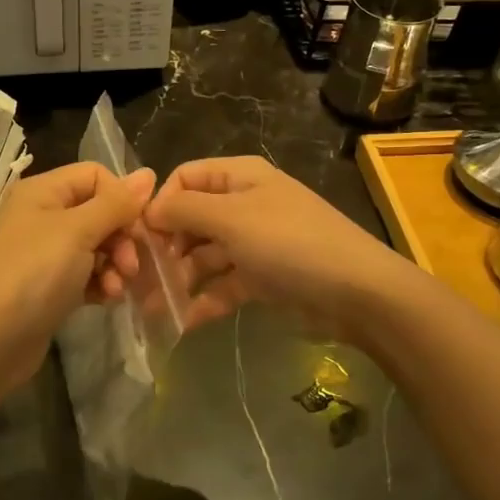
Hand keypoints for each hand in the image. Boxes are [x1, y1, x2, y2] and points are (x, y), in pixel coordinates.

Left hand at [0, 162, 155, 387]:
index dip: (122, 198)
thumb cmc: (32, 275)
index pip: (96, 176)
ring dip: (115, 264)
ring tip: (118, 288)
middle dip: (122, 237)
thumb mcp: (77, 231)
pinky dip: (101, 283)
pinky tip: (107, 300)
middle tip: (131, 265)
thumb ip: (115, 203)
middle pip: (99, 212)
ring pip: (96, 246)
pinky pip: (85, 274)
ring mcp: (44, 253)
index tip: (139, 227)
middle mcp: (42, 215)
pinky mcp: (49, 287)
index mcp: (43, 191)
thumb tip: (149, 173)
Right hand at [143, 156, 410, 341]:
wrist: (359, 293)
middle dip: (165, 247)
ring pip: (205, 255)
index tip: (140, 237)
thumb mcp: (232, 219)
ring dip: (179, 278)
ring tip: (153, 307)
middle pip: (192, 219)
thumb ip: (184, 211)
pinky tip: (182, 322)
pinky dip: (204, 300)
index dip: (160, 204)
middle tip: (141, 279)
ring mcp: (255, 243)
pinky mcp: (264, 278)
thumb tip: (148, 211)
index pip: (185, 178)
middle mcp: (244, 204)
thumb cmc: (290, 243)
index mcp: (240, 177)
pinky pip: (224, 284)